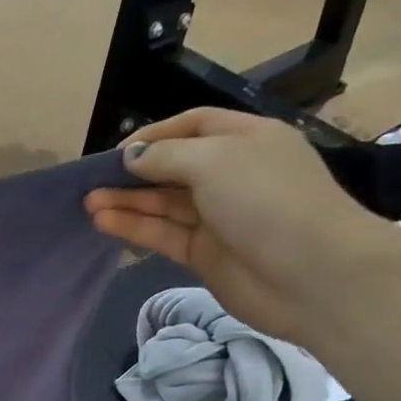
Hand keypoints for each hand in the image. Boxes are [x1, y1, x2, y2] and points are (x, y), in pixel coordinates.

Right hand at [84, 108, 397, 340]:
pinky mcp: (205, 254)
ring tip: (89, 205)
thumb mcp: (215, 161)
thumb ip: (166, 158)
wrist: (312, 275)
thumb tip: (131, 158)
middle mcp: (232, 174)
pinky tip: (104, 223)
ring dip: (127, 202)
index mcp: (246, 139)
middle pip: (173, 167)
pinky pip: (164, 234)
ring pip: (164, 204)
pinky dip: (135, 228)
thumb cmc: (267, 200)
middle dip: (133, 173)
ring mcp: (218, 217)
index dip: (155, 135)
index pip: (194, 126)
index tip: (117, 152)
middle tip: (92, 182)